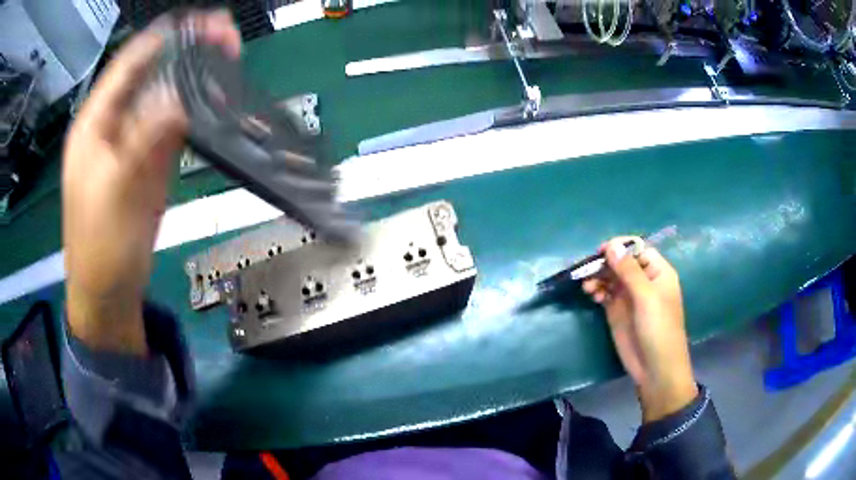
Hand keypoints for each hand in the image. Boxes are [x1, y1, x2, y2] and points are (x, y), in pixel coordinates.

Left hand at [62, 11, 240, 352]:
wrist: (110, 292)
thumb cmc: (100, 246)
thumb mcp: (116, 190)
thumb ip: (145, 139)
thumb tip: (179, 98)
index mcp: (94, 123)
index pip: (128, 64)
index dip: (162, 38)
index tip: (201, 21)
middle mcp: (114, 124)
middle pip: (152, 74)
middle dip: (188, 52)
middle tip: (226, 37)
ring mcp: (134, 142)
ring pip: (167, 97)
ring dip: (197, 78)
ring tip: (229, 59)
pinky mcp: (151, 163)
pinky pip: (174, 127)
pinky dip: (197, 110)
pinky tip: (218, 100)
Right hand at [582, 238, 697, 422]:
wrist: (655, 368)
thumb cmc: (659, 329)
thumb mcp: (646, 297)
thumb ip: (629, 271)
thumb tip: (611, 245)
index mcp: (657, 272)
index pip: (638, 249)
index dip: (620, 247)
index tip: (601, 251)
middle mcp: (643, 280)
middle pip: (621, 262)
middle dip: (605, 263)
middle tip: (587, 270)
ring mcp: (629, 296)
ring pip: (611, 277)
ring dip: (598, 277)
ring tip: (587, 287)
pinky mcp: (617, 311)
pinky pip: (605, 293)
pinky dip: (596, 290)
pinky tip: (591, 295)